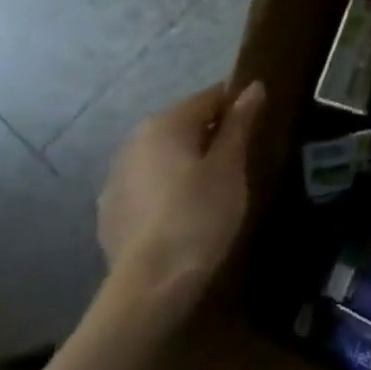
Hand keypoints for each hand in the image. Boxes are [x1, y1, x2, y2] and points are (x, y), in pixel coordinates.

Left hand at [97, 81, 264, 321]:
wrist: (151, 282)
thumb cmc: (200, 214)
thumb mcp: (230, 165)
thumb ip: (240, 123)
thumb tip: (253, 87)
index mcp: (165, 124)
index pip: (209, 97)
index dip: (238, 106)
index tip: (259, 126)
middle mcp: (134, 141)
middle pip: (183, 123)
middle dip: (213, 133)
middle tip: (242, 157)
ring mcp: (116, 176)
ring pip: (164, 153)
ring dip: (189, 159)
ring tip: (215, 185)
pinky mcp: (111, 208)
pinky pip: (148, 182)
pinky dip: (169, 184)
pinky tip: (185, 209)